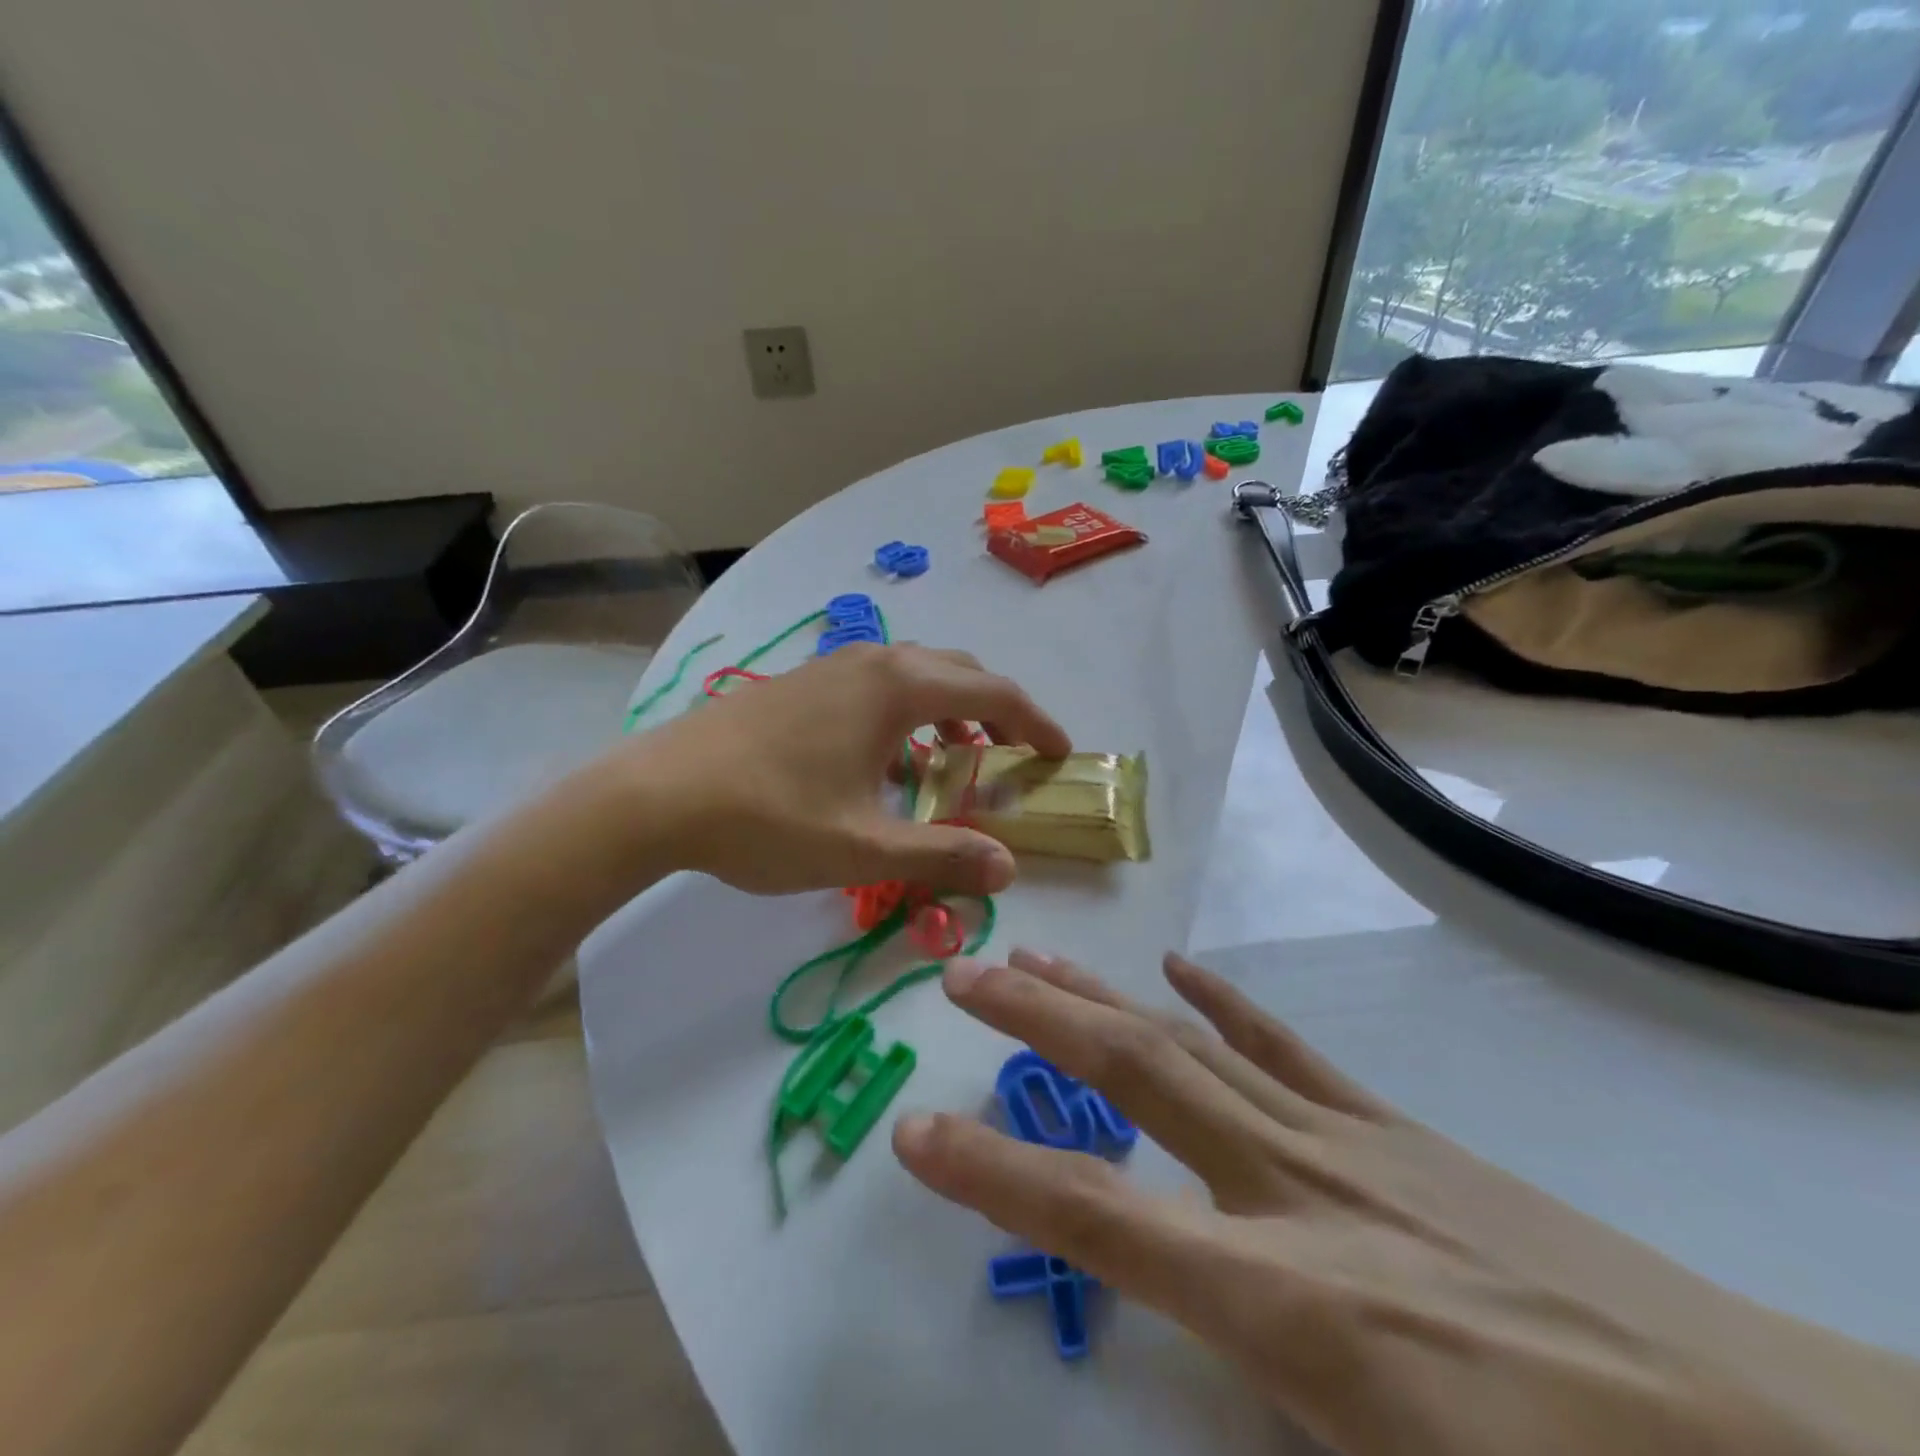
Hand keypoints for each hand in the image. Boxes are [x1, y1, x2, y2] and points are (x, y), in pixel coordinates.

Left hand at [617, 643, 1070, 895]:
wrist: (656, 794)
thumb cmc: (767, 818)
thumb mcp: (862, 848)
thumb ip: (940, 855)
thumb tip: (1007, 870)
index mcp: (896, 687)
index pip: (993, 691)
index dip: (1035, 723)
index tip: (1060, 753)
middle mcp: (870, 661)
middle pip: (958, 671)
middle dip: (996, 711)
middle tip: (1013, 757)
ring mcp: (830, 667)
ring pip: (914, 675)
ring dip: (949, 710)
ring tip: (956, 761)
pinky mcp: (801, 683)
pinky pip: (877, 685)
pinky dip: (907, 713)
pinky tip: (888, 761)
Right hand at [894, 952, 1919, 1455]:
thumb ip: (1265, 1427)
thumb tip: (1189, 1365)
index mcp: (1291, 1304)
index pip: (1100, 1218)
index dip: (993, 1174)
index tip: (915, 1133)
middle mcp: (1300, 1193)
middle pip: (1136, 1077)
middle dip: (1038, 1020)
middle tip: (967, 972)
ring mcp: (1351, 1145)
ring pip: (1193, 1045)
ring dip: (1105, 996)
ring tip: (1040, 956)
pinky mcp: (1396, 1132)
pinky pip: (1285, 1051)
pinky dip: (1222, 1007)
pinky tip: (1177, 970)